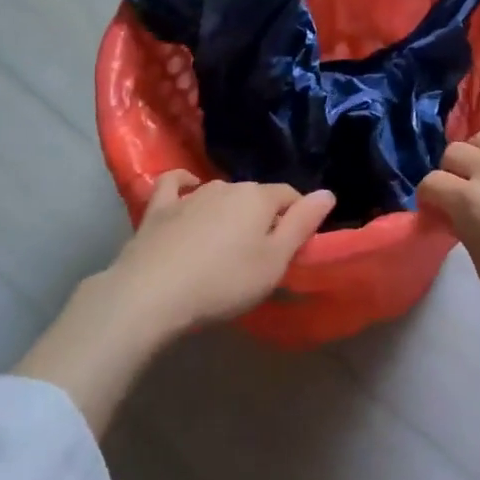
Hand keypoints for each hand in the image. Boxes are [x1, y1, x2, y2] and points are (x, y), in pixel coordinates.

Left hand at [15, 174, 334, 434]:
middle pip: (255, 196)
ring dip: (229, 210)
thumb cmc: (223, 282)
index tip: (295, 246)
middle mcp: (227, 186)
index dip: (298, 217)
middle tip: (260, 253)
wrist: (151, 294)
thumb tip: (328, 192)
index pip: (289, 196)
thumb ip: (302, 224)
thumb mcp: (274, 262)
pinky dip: (184, 185)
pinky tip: (187, 190)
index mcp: (258, 198)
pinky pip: (175, 185)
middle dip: (263, 217)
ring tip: (226, 242)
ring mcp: (190, 195)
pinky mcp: (159, 208)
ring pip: (221, 194)